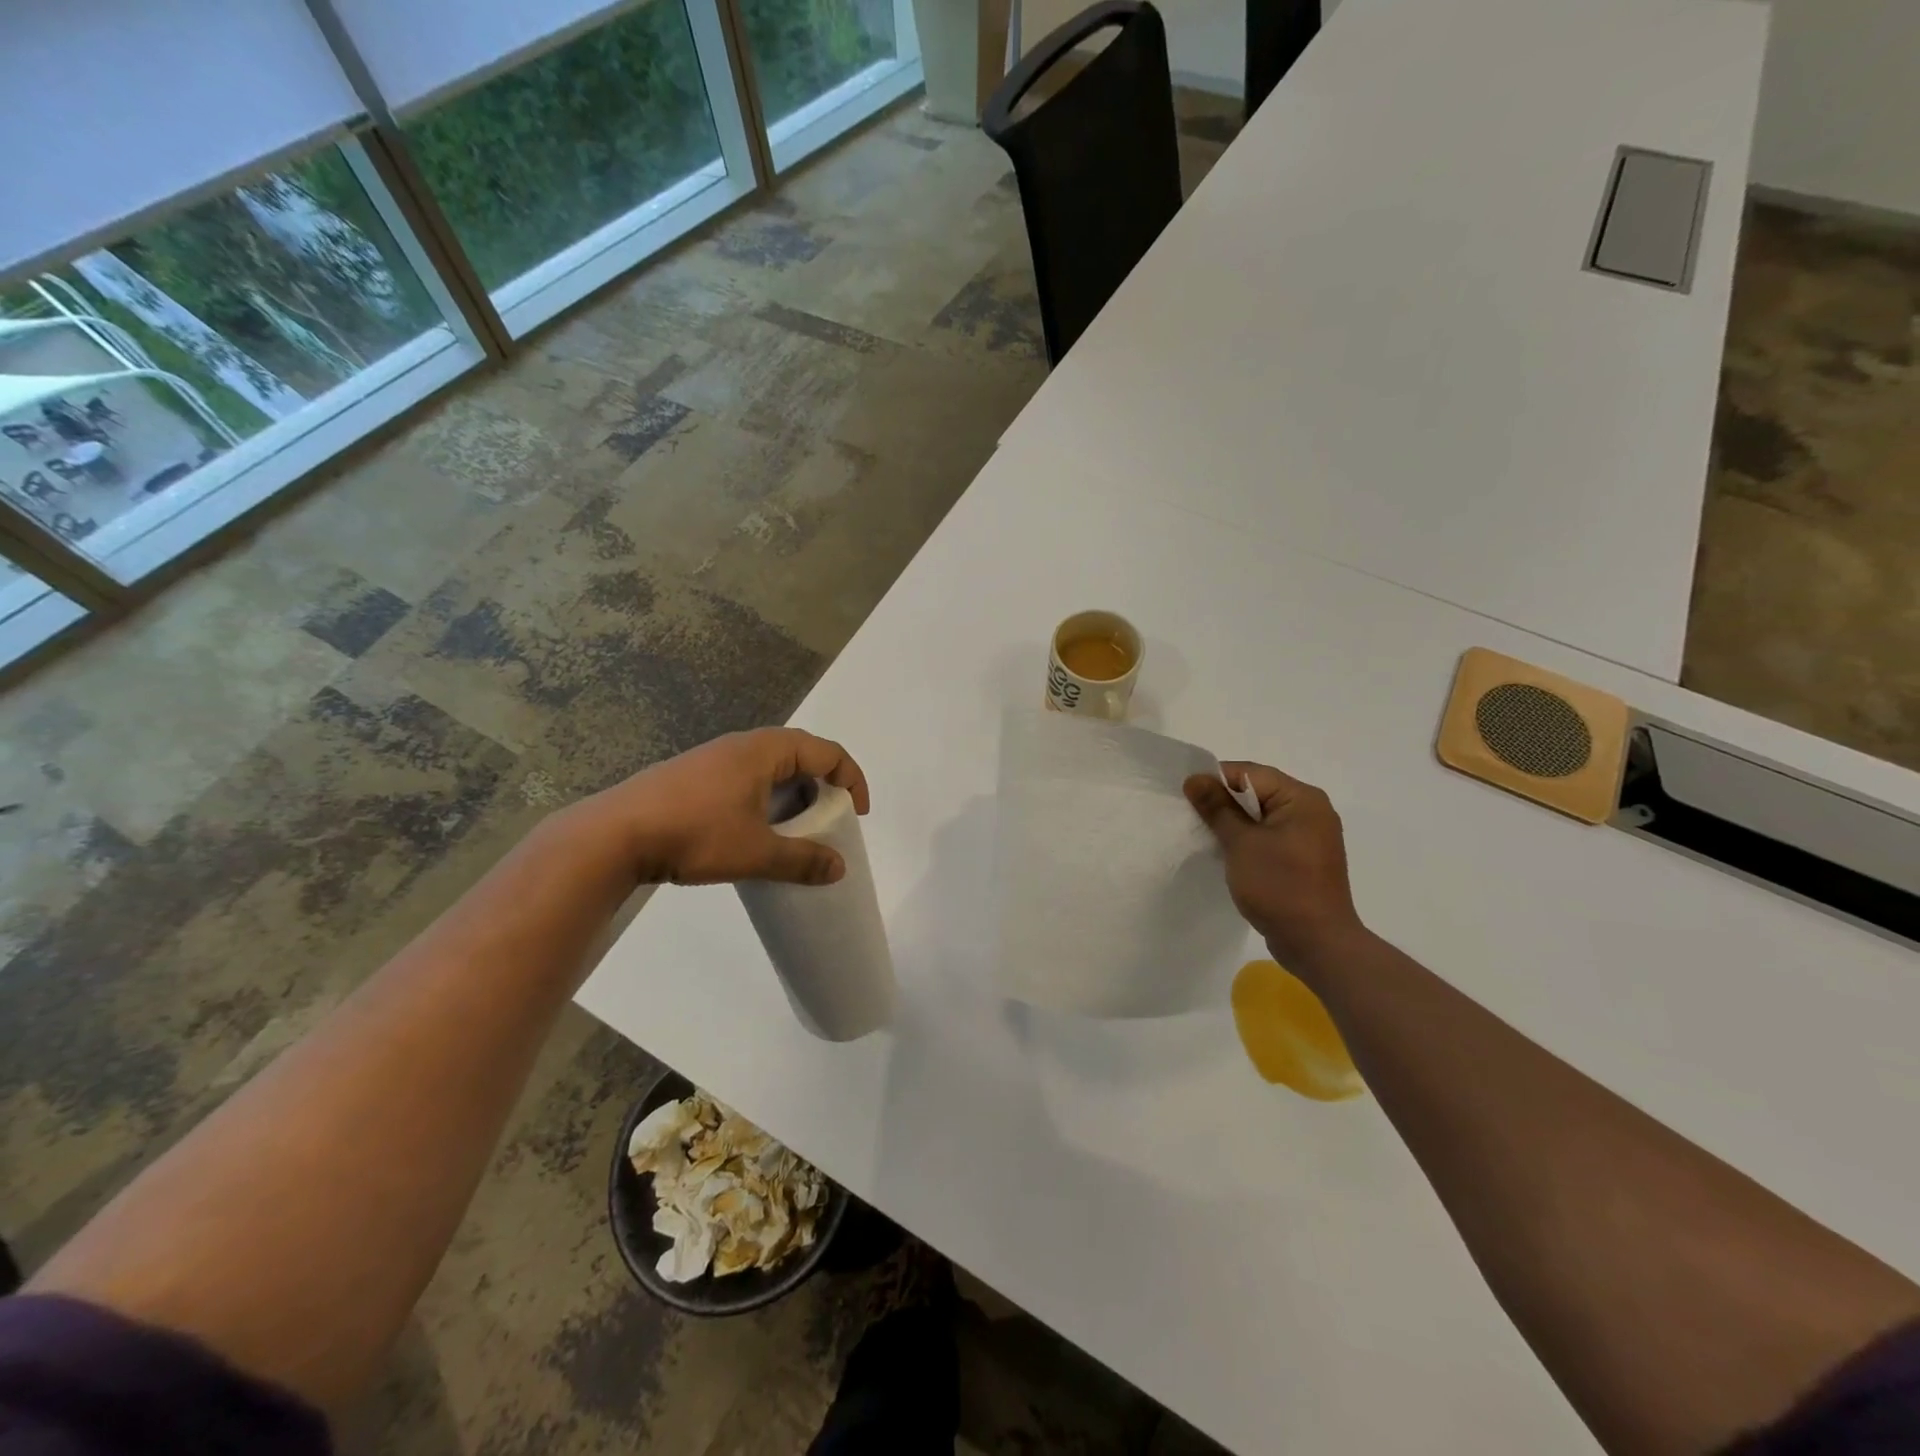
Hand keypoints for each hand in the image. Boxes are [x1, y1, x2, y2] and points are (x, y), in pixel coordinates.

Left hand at [579, 729, 870, 886]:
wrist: (613, 835)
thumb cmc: (694, 834)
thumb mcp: (756, 853)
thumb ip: (802, 860)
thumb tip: (839, 868)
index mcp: (764, 750)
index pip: (826, 751)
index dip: (851, 779)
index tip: (857, 813)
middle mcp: (741, 745)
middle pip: (800, 754)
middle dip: (822, 786)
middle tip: (829, 820)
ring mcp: (713, 758)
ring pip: (769, 767)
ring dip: (791, 794)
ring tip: (795, 829)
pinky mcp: (693, 777)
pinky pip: (745, 778)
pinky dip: (765, 798)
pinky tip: (754, 830)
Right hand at [1183, 762, 1366, 973]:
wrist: (1317, 943)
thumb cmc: (1280, 886)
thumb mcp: (1241, 843)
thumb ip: (1217, 808)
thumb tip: (1195, 779)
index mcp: (1302, 798)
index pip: (1250, 774)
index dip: (1215, 781)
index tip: (1186, 797)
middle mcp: (1311, 811)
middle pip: (1257, 792)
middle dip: (1223, 802)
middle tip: (1191, 816)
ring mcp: (1309, 836)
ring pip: (1261, 817)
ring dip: (1233, 824)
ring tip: (1205, 836)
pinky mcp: (1303, 859)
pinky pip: (1269, 837)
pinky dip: (1247, 841)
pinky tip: (1227, 854)